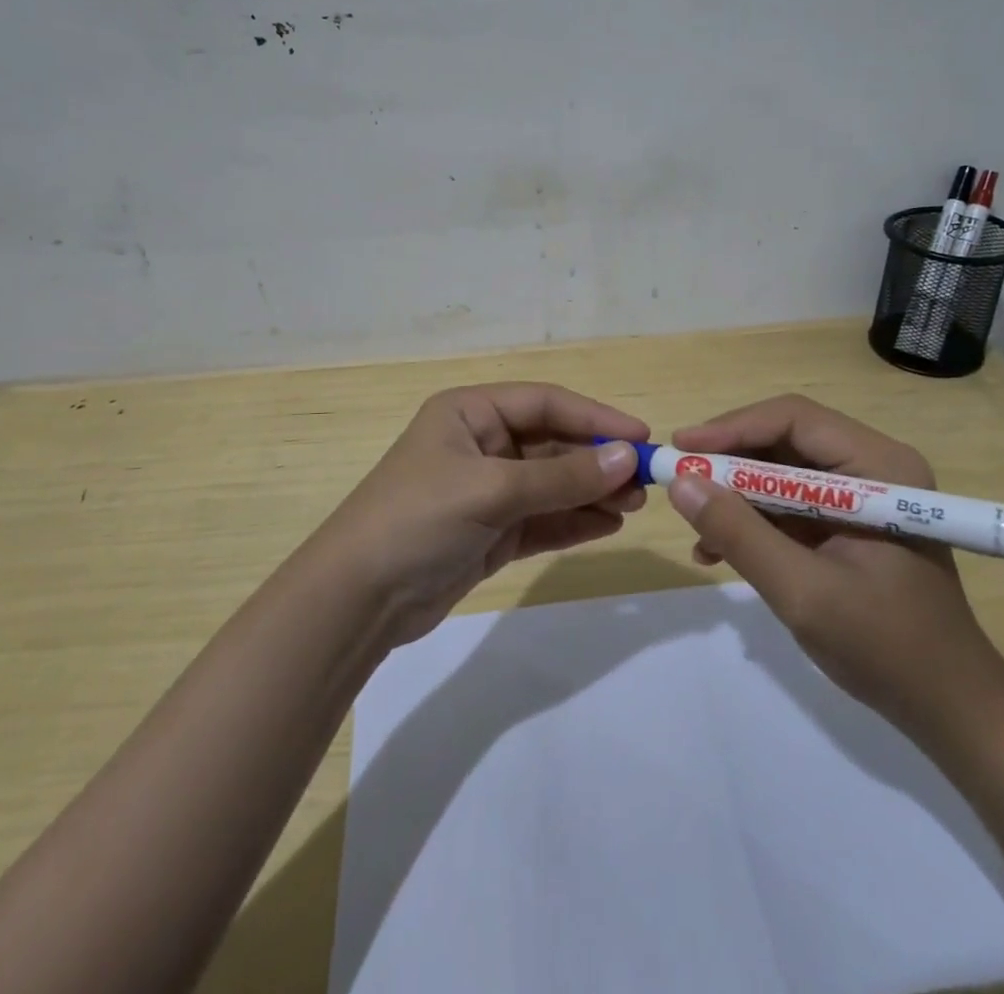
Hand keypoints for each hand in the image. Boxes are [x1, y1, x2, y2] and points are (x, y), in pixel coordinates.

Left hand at [307, 383, 648, 646]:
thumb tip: (627, 457)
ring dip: (592, 491)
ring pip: (552, 483)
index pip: (545, 403)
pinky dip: (574, 521)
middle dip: (597, 460)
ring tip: (633, 505)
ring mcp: (487, 490)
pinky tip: (608, 524)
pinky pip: (543, 518)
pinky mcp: (492, 532)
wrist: (358, 600)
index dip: (595, 417)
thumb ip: (561, 477)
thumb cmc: (418, 519)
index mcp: (470, 413)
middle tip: (645, 481)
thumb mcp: (491, 490)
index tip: (641, 436)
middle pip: (553, 443)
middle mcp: (481, 444)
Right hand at [666, 395, 1003, 738]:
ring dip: (735, 496)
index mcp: (879, 467)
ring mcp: (861, 496)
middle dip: (729, 463)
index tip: (682, 450)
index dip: (733, 428)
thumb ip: (740, 534)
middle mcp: (872, 467)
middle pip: (784, 441)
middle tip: (680, 482)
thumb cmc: (888, 648)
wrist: (950, 710)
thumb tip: (680, 483)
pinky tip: (718, 551)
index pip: (794, 419)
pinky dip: (752, 521)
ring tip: (698, 530)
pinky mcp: (847, 523)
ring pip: (780, 472)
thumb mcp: (803, 592)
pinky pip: (788, 504)